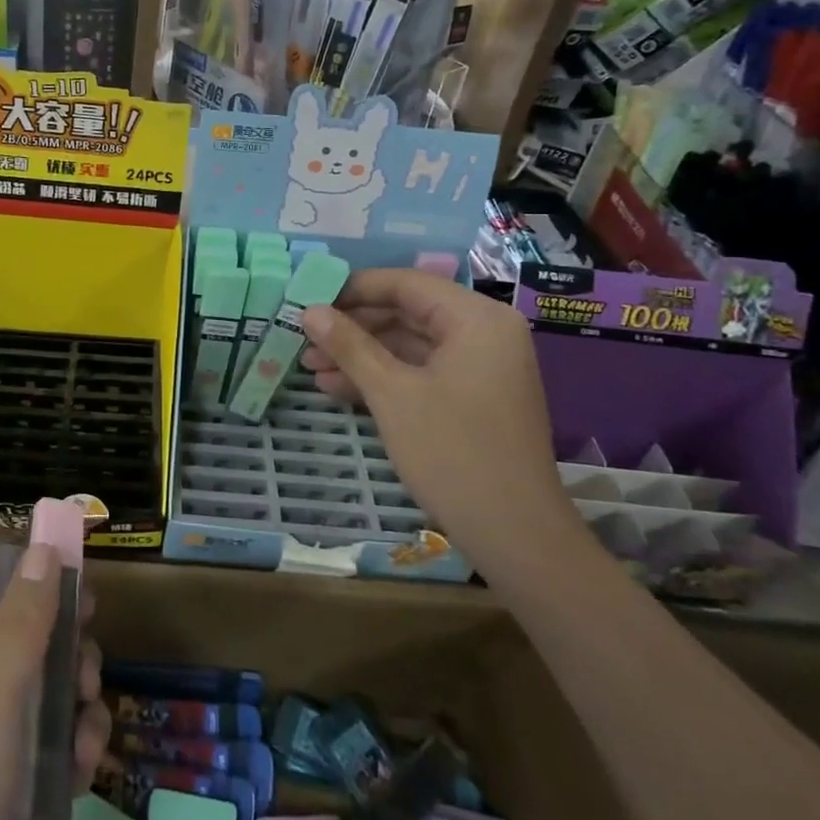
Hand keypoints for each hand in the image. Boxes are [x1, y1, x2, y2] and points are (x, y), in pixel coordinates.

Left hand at [0, 545, 109, 819]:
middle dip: (69, 660)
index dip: (45, 592)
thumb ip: (22, 623)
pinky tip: (84, 778)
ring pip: (43, 705)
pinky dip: (68, 761)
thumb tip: (46, 546)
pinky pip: (42, 759)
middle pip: (29, 649)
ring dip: (76, 715)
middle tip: (90, 681)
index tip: (91, 603)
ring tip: (89, 743)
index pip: (0, 598)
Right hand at [300, 268, 575, 551]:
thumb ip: (350, 345)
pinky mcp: (474, 398)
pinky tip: (338, 389)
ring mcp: (482, 368)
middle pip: (407, 313)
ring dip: (362, 356)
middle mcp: (485, 333)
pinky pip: (422, 373)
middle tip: (305, 339)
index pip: (406, 284)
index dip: (353, 289)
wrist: (515, 536)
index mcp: (477, 319)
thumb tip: (309, 309)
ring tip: (311, 367)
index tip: (310, 299)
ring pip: (410, 346)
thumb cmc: (453, 453)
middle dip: (353, 328)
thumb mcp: (391, 393)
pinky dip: (384, 379)